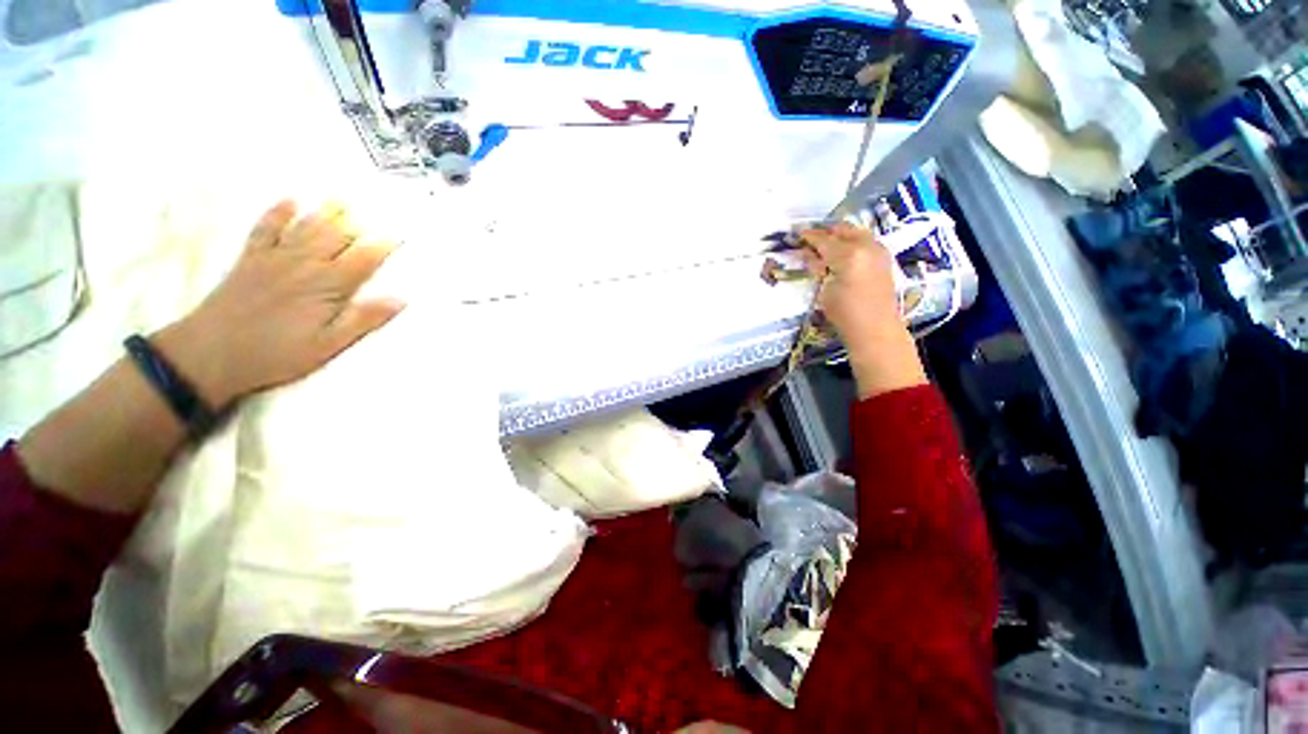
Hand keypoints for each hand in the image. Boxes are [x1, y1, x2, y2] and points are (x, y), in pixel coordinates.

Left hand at [155, 201, 402, 406]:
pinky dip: (278, 213)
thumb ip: (363, 320)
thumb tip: (399, 300)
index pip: (363, 259)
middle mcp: (303, 264)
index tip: (398, 235)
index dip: (382, 246)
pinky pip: (266, 228)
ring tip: (342, 200)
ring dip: (325, 213)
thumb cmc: (274, 354)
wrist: (207, 353)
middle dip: (358, 224)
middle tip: (375, 211)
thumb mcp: (327, 345)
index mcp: (326, 286)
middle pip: (336, 237)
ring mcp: (274, 258)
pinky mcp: (250, 259)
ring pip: (306, 228)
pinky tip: (290, 201)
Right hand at [800, 223, 926, 398]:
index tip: (795, 232)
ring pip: (855, 232)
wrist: (875, 328)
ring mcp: (878, 250)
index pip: (823, 240)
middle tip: (809, 235)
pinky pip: (865, 240)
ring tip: (824, 241)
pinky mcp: (884, 258)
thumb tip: (809, 255)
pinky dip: (851, 240)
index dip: (808, 236)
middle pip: (842, 230)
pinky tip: (842, 249)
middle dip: (824, 231)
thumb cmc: (845, 313)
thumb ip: (818, 269)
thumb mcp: (824, 291)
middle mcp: (866, 246)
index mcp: (848, 255)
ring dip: (839, 234)